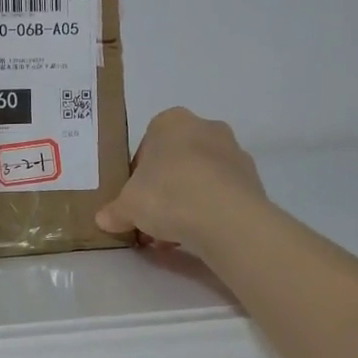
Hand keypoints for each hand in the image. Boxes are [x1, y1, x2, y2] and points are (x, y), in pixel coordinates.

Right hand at [95, 108, 268, 255]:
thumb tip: (104, 219)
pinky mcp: (253, 179)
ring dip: (186, 202)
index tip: (135, 199)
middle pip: (176, 161)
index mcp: (171, 121)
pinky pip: (222, 194)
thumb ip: (115, 211)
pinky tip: (198, 235)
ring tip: (174, 235)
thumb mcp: (128, 206)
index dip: (138, 176)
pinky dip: (209, 211)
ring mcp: (233, 152)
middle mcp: (205, 127)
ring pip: (200, 178)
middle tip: (152, 219)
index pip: (147, 146)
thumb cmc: (168, 195)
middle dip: (163, 190)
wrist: (226, 217)